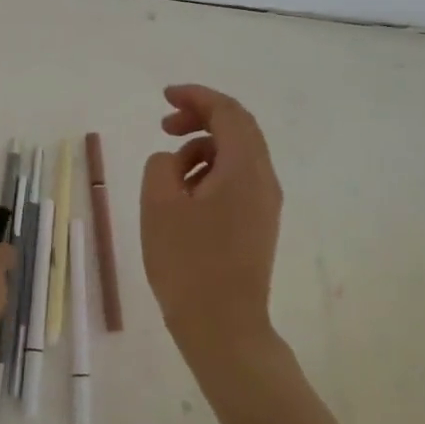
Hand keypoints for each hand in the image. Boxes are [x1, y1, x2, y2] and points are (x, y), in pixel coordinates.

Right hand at [141, 84, 282, 365]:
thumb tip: (174, 161)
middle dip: (200, 118)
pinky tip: (184, 195)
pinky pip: (237, 179)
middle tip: (164, 125)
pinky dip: (210, 171)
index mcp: (245, 168)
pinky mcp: (258, 224)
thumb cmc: (187, 262)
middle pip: (238, 128)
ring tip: (169, 170)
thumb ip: (162, 164)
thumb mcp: (159, 204)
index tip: (165, 97)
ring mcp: (265, 203)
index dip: (196, 96)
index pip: (228, 112)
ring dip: (203, 147)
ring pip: (237, 155)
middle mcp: (264, 179)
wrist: (222, 327)